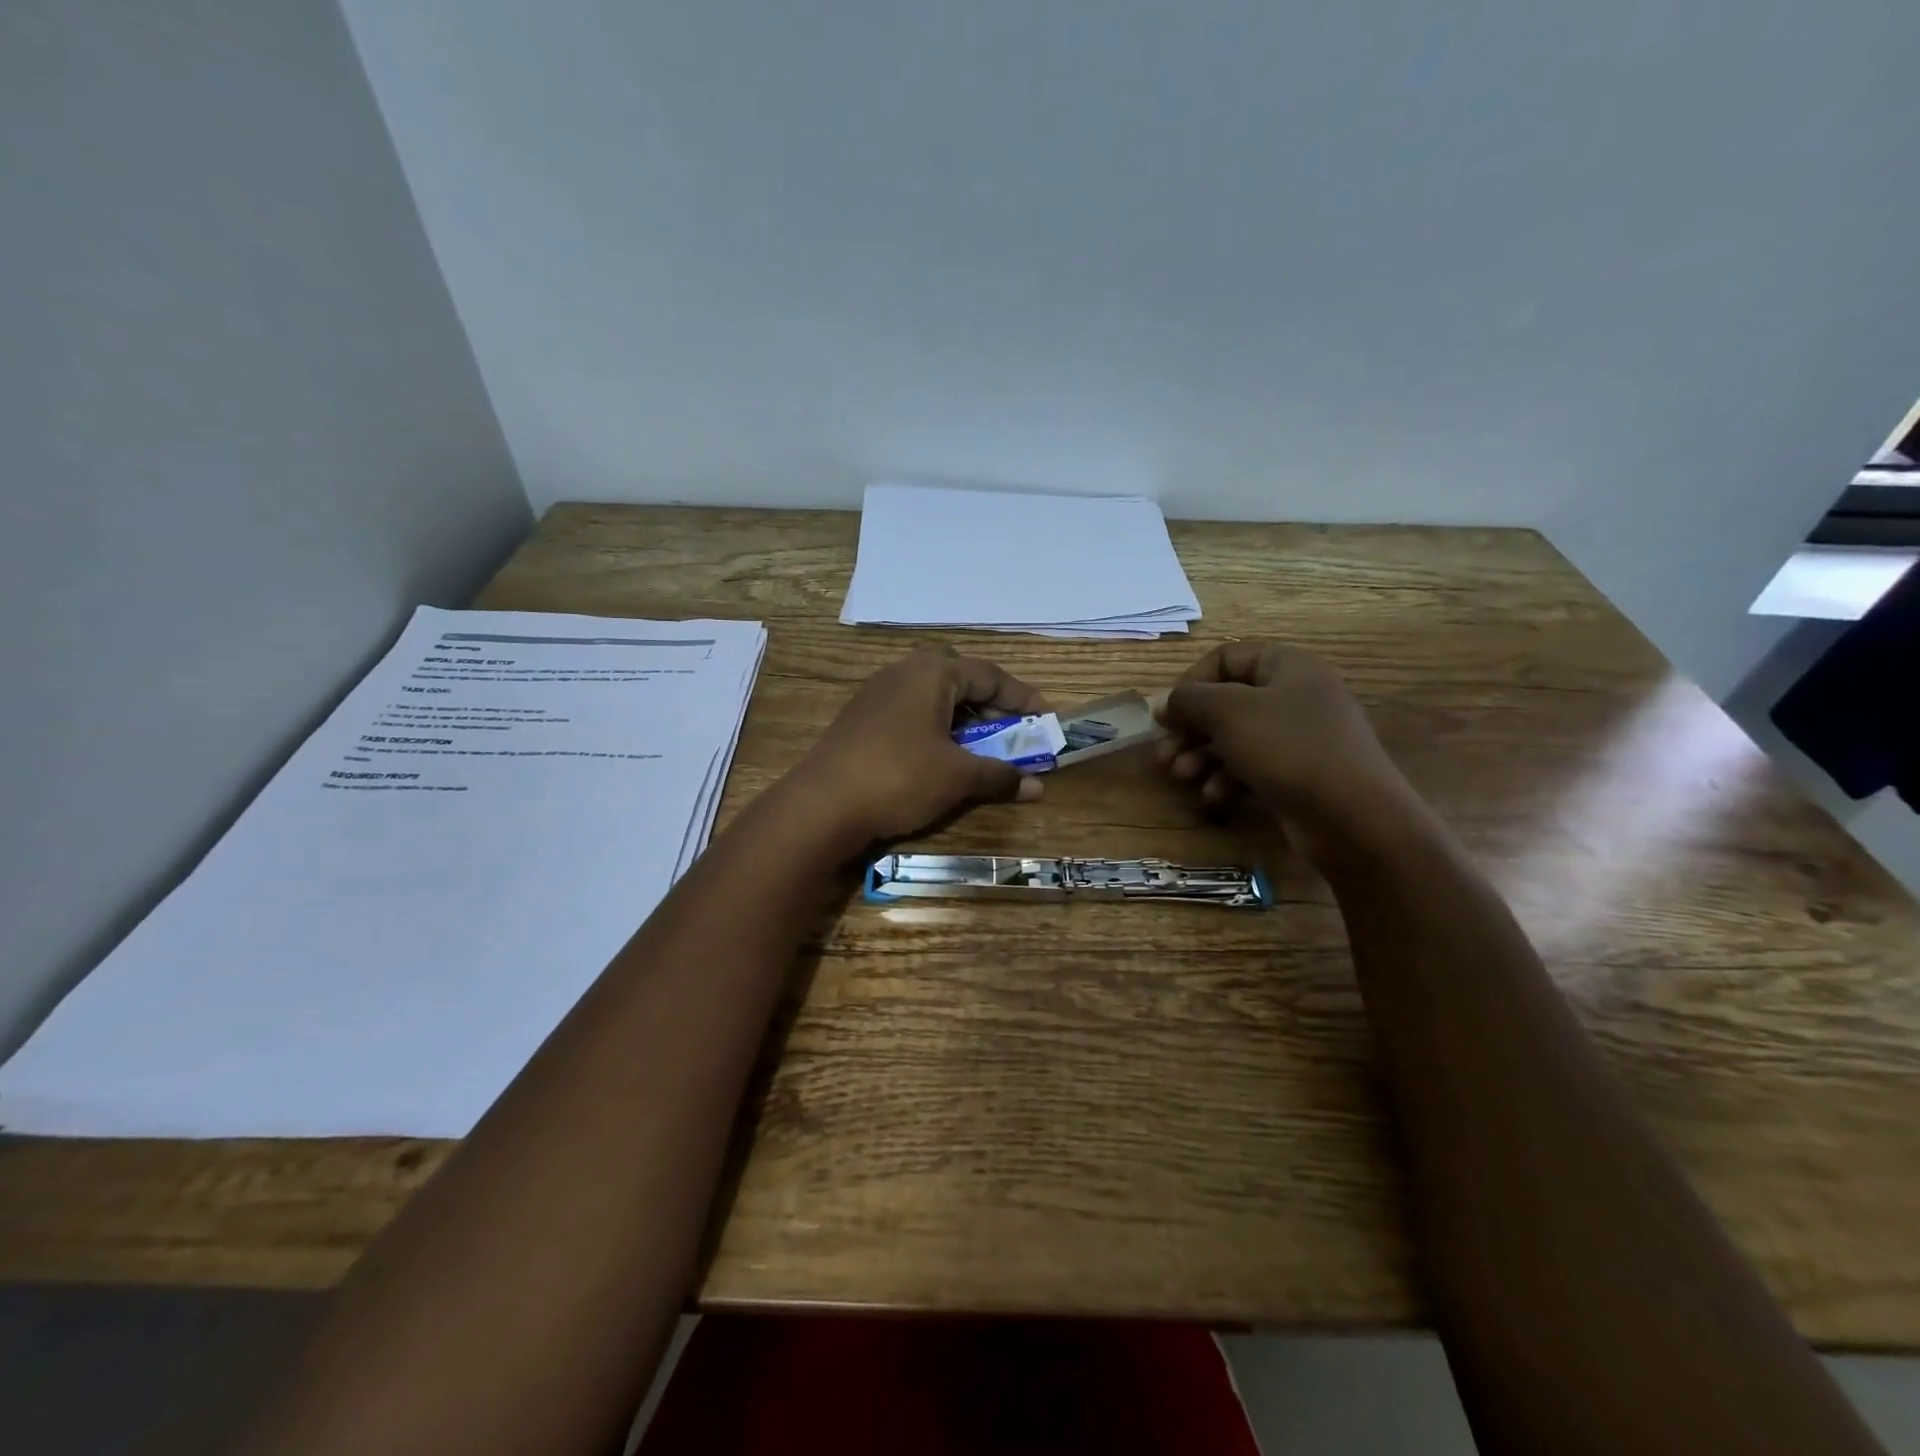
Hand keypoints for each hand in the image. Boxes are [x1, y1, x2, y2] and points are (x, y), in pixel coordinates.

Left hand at [781, 647, 1046, 852]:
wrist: (821, 805)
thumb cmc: (899, 778)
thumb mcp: (958, 777)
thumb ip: (1000, 775)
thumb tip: (1037, 786)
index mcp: (932, 672)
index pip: (989, 674)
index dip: (1021, 697)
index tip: (1045, 718)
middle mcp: (903, 672)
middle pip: (959, 678)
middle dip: (989, 702)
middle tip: (1009, 729)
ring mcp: (876, 693)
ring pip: (932, 696)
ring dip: (961, 717)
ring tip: (978, 745)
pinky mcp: (860, 718)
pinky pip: (910, 712)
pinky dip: (934, 727)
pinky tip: (938, 755)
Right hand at [1156, 642, 1405, 845]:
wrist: (1352, 817)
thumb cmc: (1287, 748)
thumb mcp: (1228, 712)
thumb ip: (1189, 699)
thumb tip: (1166, 703)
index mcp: (1286, 667)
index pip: (1226, 658)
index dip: (1191, 682)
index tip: (1169, 713)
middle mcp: (1294, 696)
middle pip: (1225, 703)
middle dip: (1190, 729)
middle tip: (1164, 754)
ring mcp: (1298, 738)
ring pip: (1234, 738)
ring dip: (1201, 757)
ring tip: (1183, 777)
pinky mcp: (1297, 774)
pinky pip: (1251, 767)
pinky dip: (1227, 779)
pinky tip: (1215, 797)